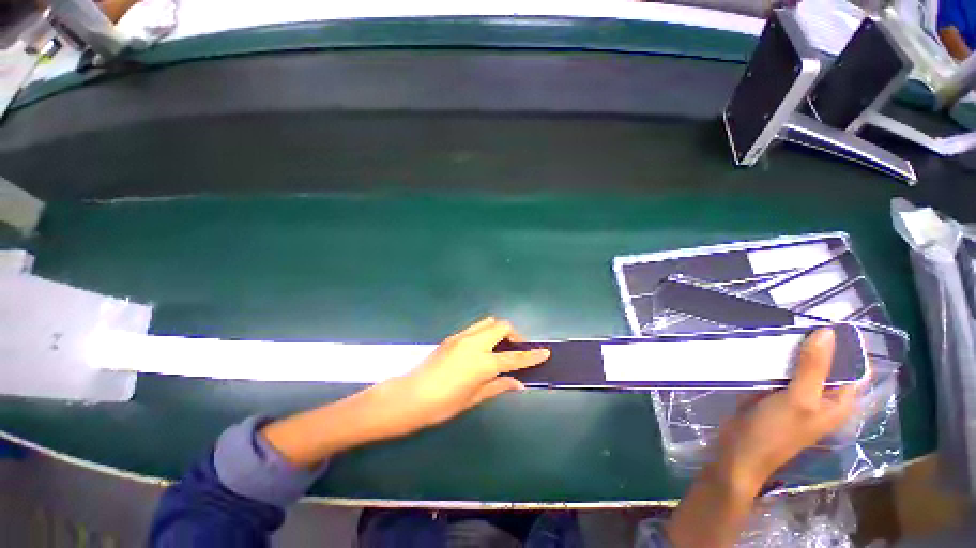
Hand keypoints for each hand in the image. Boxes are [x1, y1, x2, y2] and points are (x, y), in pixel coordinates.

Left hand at [369, 317, 550, 435]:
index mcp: (483, 362)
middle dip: (514, 335)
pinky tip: (481, 348)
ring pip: (489, 322)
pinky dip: (485, 332)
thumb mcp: (474, 398)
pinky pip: (475, 327)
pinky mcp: (453, 336)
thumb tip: (518, 383)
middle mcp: (475, 343)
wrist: (410, 396)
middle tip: (514, 349)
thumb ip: (498, 386)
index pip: (514, 356)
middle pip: (502, 326)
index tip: (545, 352)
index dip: (532, 355)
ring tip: (498, 347)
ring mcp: (463, 337)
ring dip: (499, 330)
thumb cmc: (443, 404)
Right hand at [714, 328, 858, 493]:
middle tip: (798, 320)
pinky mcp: (774, 393)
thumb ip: (813, 367)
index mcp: (839, 402)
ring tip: (780, 327)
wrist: (739, 451)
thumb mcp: (798, 398)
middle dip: (815, 343)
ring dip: (792, 349)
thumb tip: (827, 331)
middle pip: (826, 363)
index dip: (847, 345)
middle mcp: (822, 396)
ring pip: (801, 364)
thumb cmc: (775, 431)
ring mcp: (797, 395)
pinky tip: (763, 345)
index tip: (829, 320)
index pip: (854, 367)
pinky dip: (775, 357)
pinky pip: (780, 369)